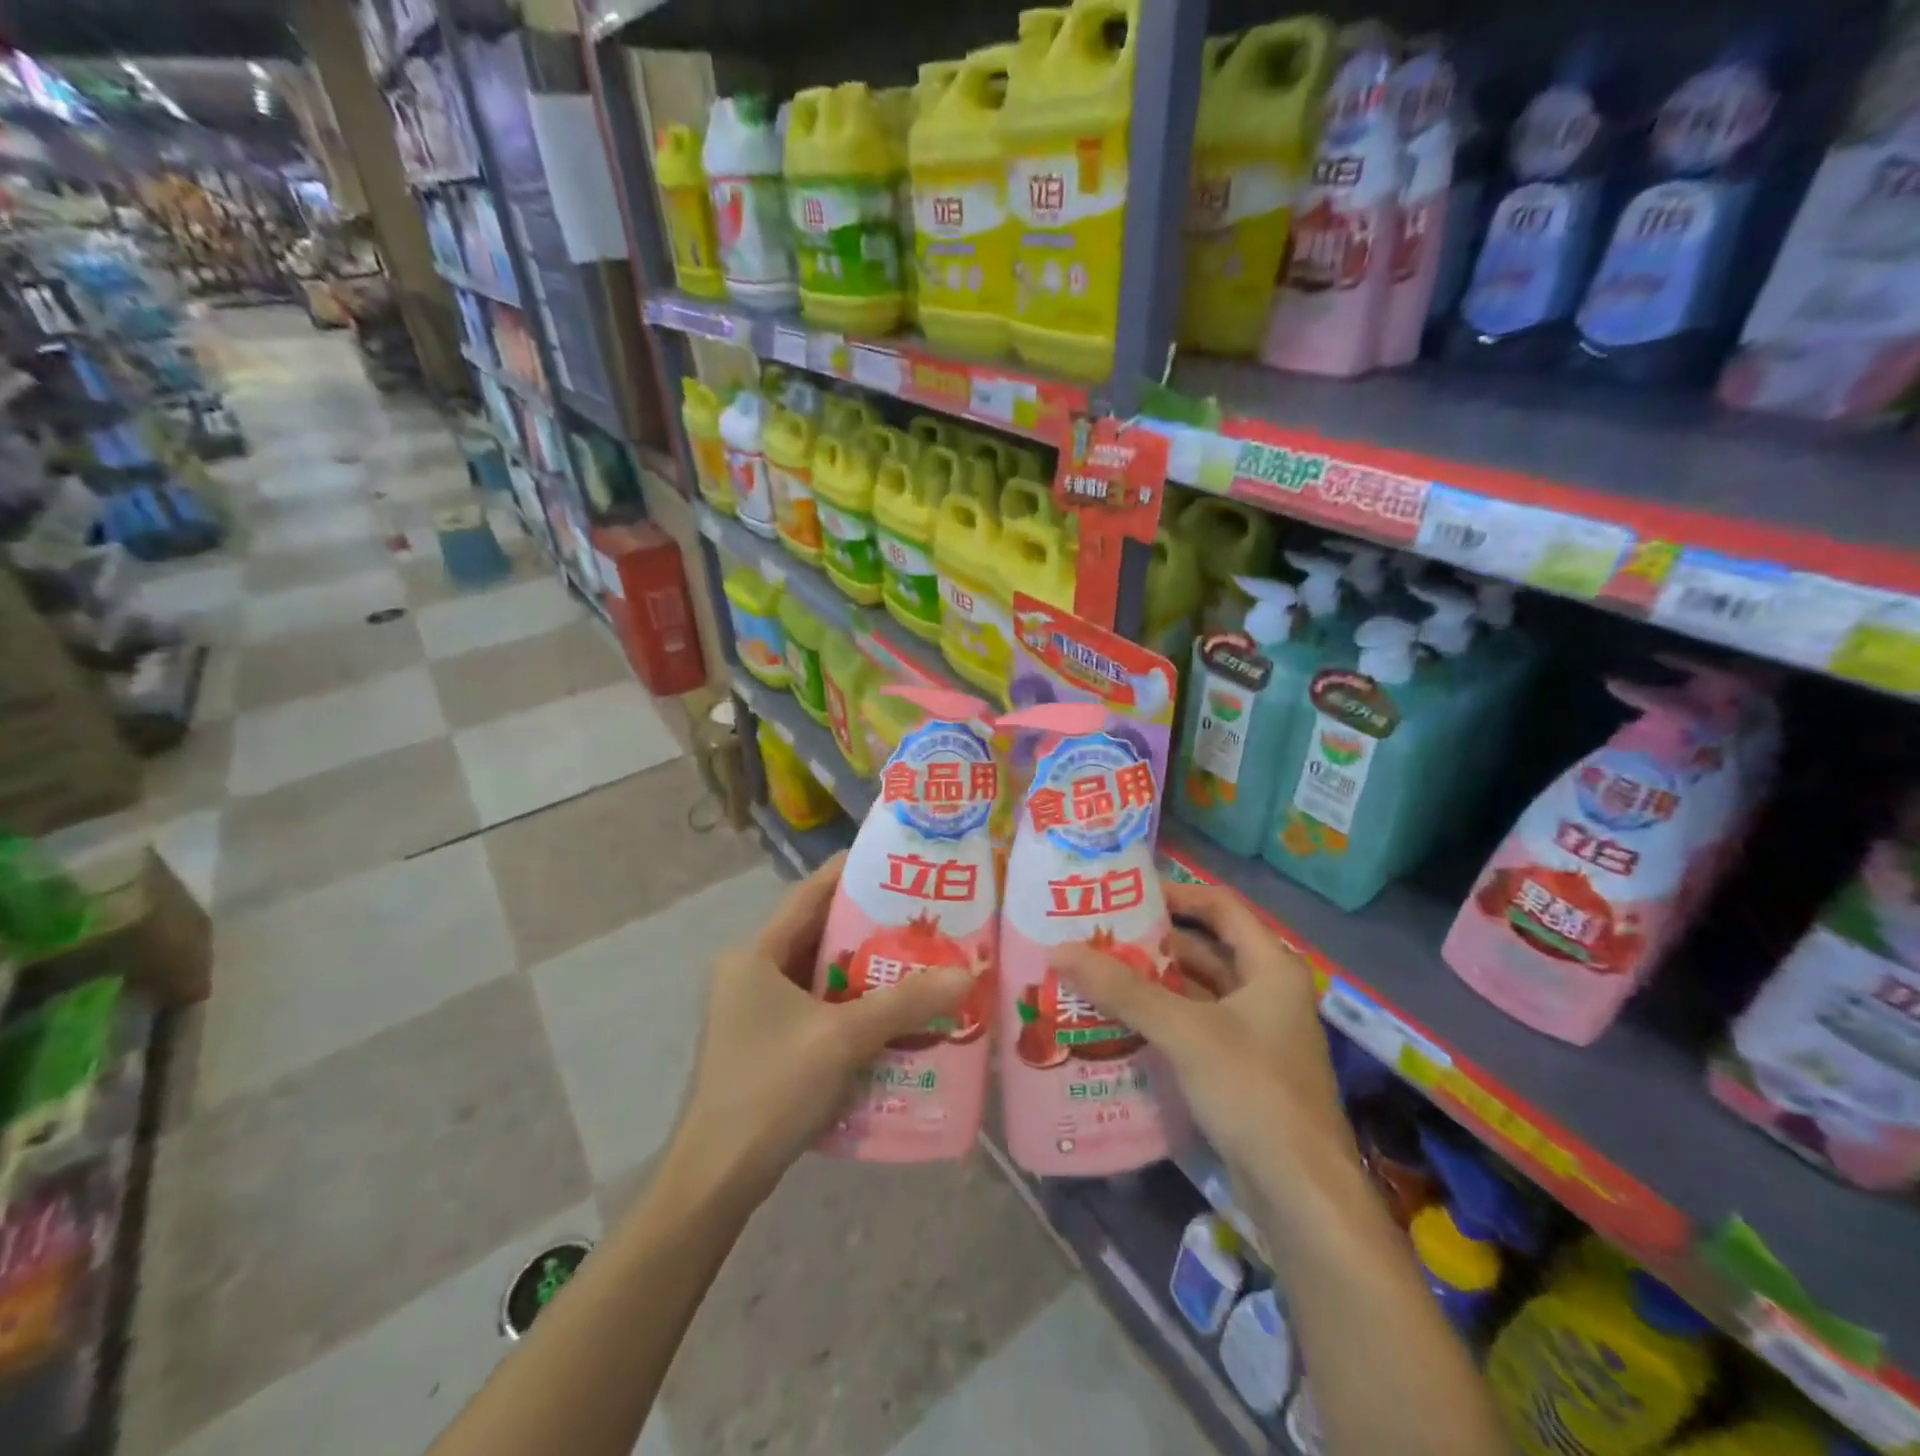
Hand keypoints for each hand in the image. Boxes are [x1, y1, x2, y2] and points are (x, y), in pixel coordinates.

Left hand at [666, 854, 971, 1206]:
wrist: (717, 1180)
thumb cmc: (772, 1089)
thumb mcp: (842, 1038)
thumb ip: (904, 1003)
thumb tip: (968, 974)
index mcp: (756, 954)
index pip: (809, 895)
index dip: (851, 873)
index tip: (898, 861)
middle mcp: (752, 973)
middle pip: (819, 935)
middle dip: (871, 926)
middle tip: (923, 917)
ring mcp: (756, 1011)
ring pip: (821, 975)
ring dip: (866, 972)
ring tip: (920, 961)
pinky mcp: (768, 1044)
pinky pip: (818, 1009)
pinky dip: (853, 1007)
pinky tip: (894, 1015)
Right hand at [1048, 878, 1349, 1177]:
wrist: (1302, 1195)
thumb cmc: (1253, 1091)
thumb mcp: (1185, 1032)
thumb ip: (1124, 990)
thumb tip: (1060, 950)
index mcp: (1271, 967)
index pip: (1220, 907)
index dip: (1175, 893)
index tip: (1126, 894)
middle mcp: (1267, 992)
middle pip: (1203, 950)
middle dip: (1151, 945)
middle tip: (1096, 938)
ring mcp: (1255, 1034)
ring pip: (1196, 993)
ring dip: (1152, 986)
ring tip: (1095, 976)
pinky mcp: (1241, 1070)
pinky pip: (1194, 1029)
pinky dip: (1160, 1021)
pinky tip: (1117, 1024)